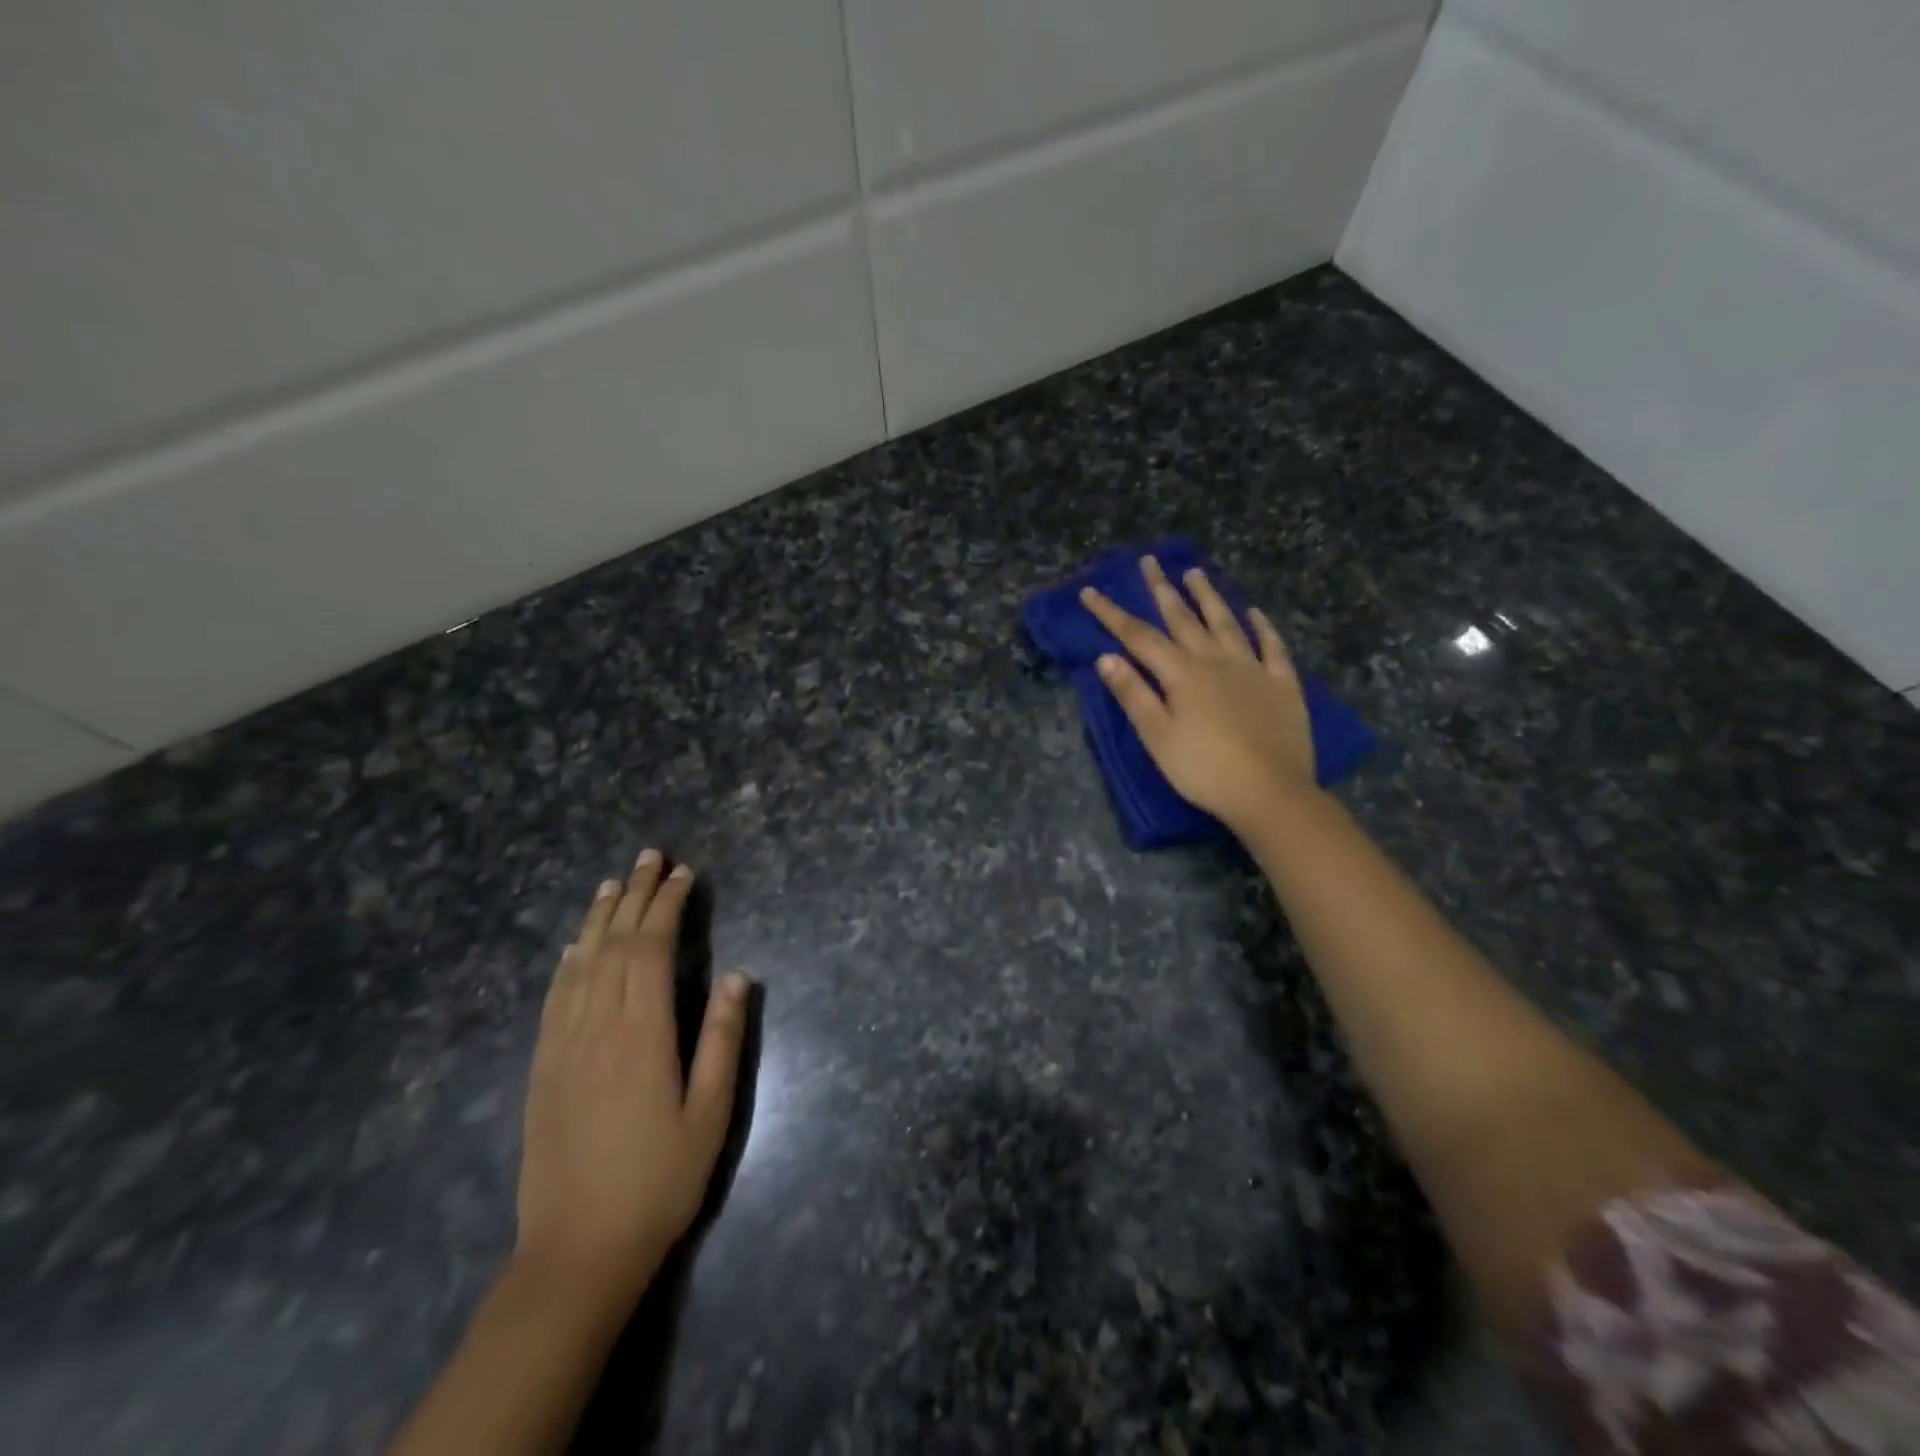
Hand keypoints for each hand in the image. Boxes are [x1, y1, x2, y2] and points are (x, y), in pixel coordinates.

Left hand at [515, 852, 749, 1307]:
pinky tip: (575, 946)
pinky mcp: (542, 1068)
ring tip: (614, 882)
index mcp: (643, 1034)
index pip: (653, 950)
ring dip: (599, 918)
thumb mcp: (711, 1115)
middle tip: (652, 856)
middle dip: (636, 896)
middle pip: (615, 945)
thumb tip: (741, 976)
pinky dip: (567, 962)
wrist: (577, 1251)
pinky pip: (554, 998)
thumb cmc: (658, 1181)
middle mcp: (599, 1027)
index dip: (668, 906)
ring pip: (580, 963)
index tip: (684, 875)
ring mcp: (563, 1046)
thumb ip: (724, 1040)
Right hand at [1081, 556, 1316, 828]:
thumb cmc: (1203, 769)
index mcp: (1181, 674)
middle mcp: (1215, 660)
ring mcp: (1252, 669)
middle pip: (1183, 619)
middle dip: (1162, 589)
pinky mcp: (1282, 684)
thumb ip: (1133, 694)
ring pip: (1226, 623)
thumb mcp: (1157, 737)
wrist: (1270, 793)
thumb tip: (1106, 657)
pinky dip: (1262, 627)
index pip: (1138, 636)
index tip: (1090, 591)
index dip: (1112, 613)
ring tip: (1195, 573)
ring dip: (1208, 597)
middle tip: (1149, 561)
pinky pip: (1272, 646)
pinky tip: (1254, 613)